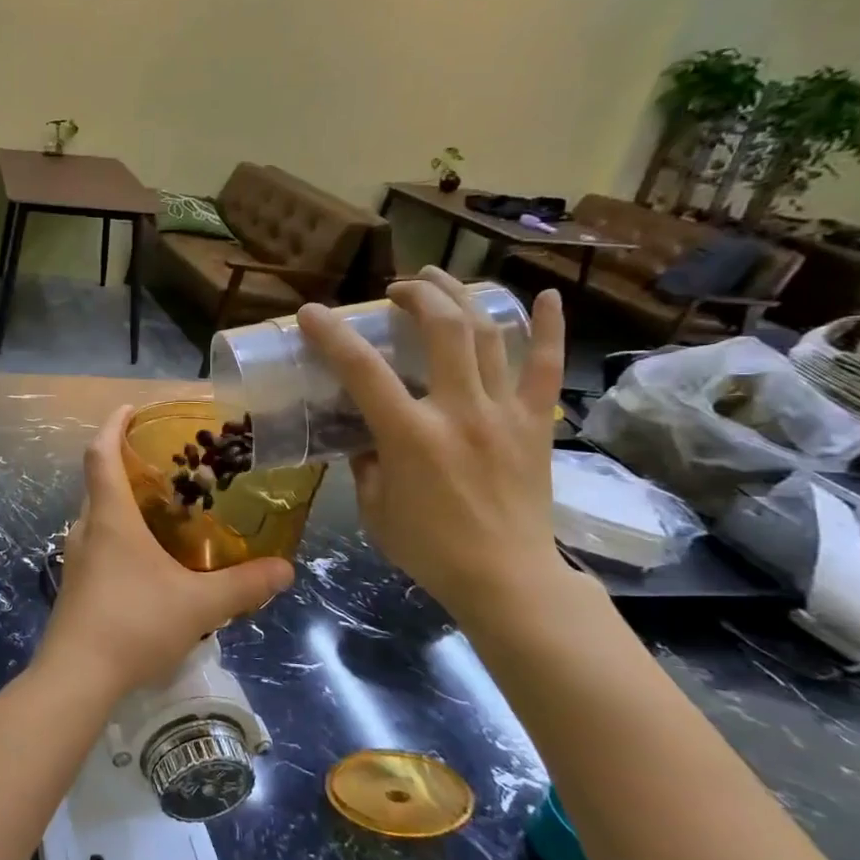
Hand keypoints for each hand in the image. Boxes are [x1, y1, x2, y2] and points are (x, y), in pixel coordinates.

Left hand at [39, 406, 293, 698]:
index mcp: (110, 518)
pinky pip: (99, 543)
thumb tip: (286, 569)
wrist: (77, 677)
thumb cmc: (134, 624)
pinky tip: (149, 559)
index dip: (113, 425)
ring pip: (98, 515)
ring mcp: (77, 559)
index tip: (131, 409)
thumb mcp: (199, 605)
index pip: (101, 454)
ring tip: (164, 508)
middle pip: (99, 482)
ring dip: (123, 503)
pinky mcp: (76, 585)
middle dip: (126, 464)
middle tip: (166, 464)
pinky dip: (120, 535)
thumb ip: (244, 585)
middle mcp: (87, 529)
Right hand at [297, 268, 567, 625]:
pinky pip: (546, 368)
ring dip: (461, 297)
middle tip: (395, 290)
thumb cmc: (430, 549)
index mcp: (410, 436)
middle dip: (414, 295)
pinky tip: (543, 296)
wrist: (507, 580)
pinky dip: (548, 328)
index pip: (362, 370)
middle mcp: (459, 411)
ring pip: (488, 335)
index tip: (311, 313)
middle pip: (441, 329)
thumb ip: (365, 463)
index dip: (332, 334)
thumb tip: (363, 437)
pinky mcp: (535, 424)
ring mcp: (504, 413)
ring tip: (439, 279)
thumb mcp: (375, 508)